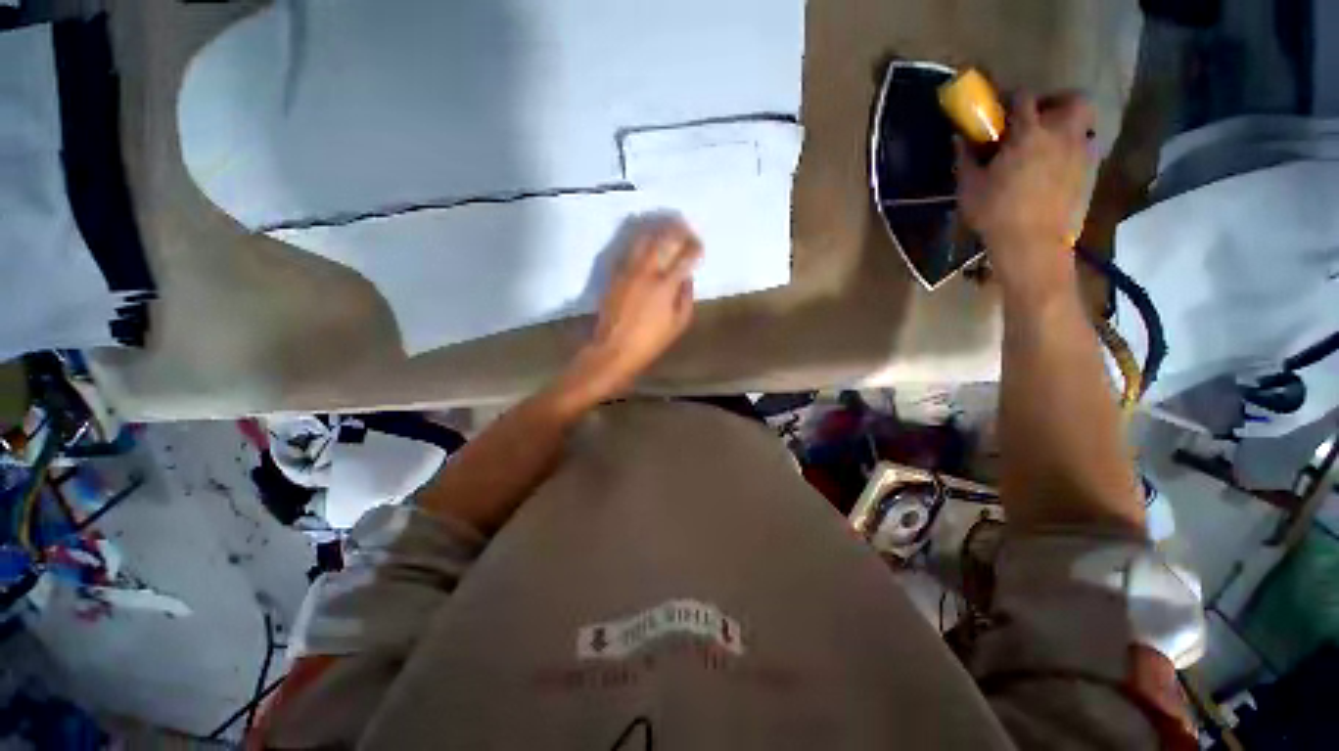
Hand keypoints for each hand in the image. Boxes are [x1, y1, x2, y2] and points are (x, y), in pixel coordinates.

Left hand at [556, 219, 701, 407]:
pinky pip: (628, 250)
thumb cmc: (650, 341)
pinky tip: (644, 240)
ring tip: (665, 226)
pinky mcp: (614, 273)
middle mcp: (646, 271)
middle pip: (663, 239)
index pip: (684, 257)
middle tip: (684, 225)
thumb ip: (686, 297)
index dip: (694, 247)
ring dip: (656, 229)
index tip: (699, 245)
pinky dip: (638, 241)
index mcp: (665, 286)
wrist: (614, 348)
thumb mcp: (678, 325)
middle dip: (676, 229)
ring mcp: (627, 270)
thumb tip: (687, 277)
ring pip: (642, 239)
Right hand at [956, 92, 1094, 296]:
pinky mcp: (1088, 171)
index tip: (1001, 109)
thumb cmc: (995, 213)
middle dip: (1055, 102)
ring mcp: (1079, 151)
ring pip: (1084, 121)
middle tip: (1037, 119)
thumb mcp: (969, 187)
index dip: (1011, 98)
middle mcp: (1060, 133)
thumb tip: (959, 139)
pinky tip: (1056, 165)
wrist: (1031, 243)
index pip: (1023, 97)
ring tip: (1049, 143)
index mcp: (1028, 133)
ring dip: (1068, 124)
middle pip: (1071, 98)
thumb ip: (965, 159)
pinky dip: (1073, 148)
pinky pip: (1085, 147)